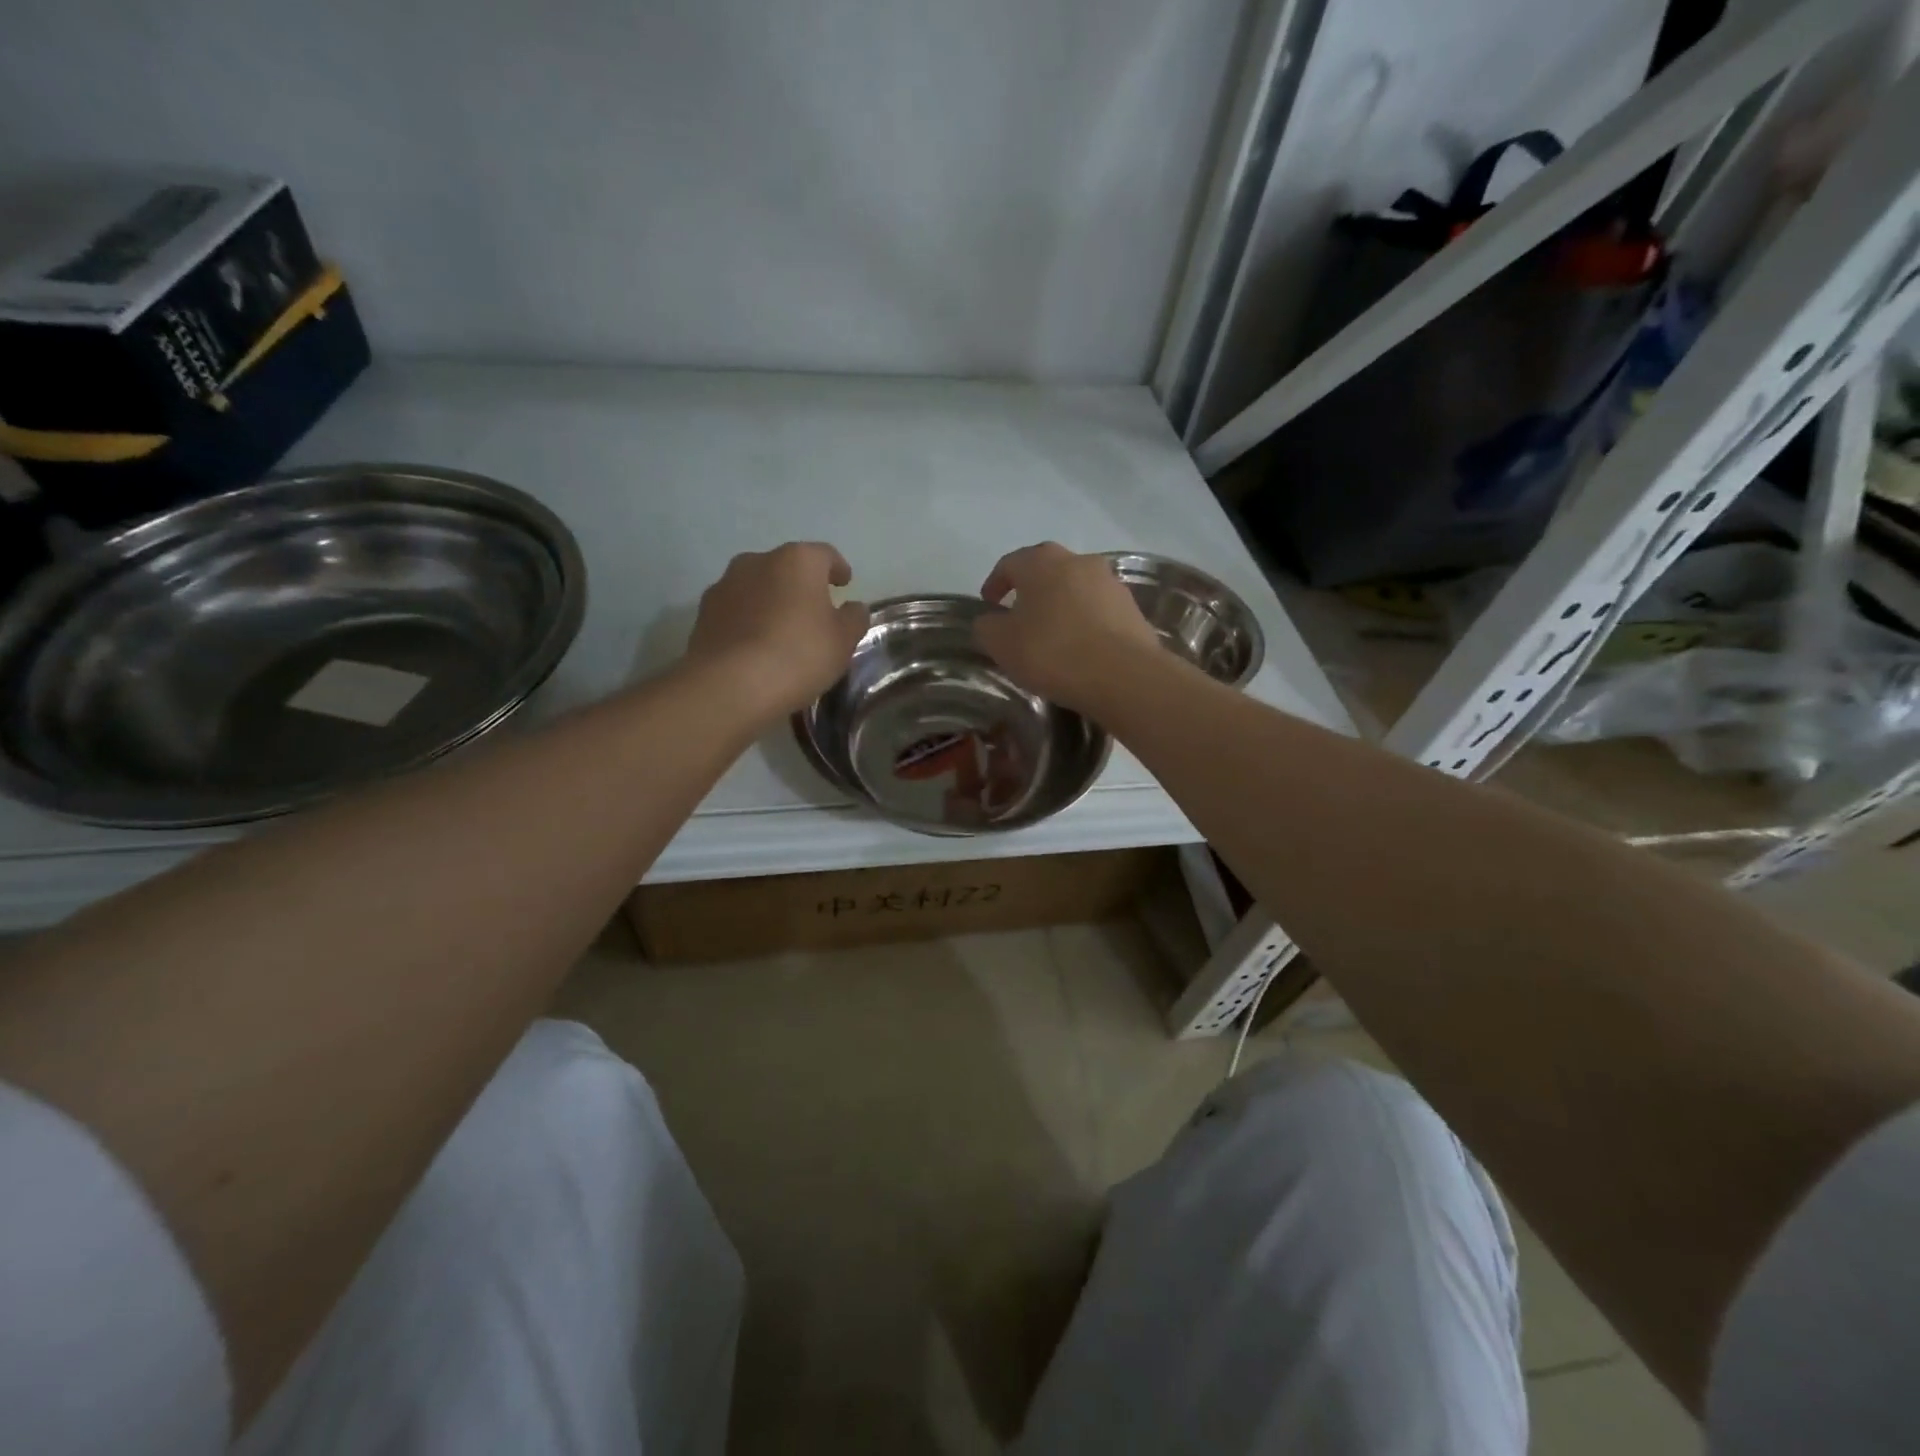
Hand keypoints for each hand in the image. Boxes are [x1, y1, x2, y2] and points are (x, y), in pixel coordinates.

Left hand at [686, 542, 869, 715]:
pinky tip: (755, 647)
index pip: (825, 555)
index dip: (838, 569)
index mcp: (798, 560)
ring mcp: (725, 584)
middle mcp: (758, 561)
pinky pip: (736, 611)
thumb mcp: (842, 642)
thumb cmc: (798, 655)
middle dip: (800, 586)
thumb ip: (853, 619)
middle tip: (813, 612)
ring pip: (757, 587)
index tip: (844, 584)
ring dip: (771, 602)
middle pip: (787, 568)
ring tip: (781, 632)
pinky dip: (748, 621)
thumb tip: (853, 608)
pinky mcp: (703, 613)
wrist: (730, 685)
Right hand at [974, 542, 1164, 712]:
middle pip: (1047, 570)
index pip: (1010, 563)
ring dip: (1061, 605)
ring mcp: (1110, 583)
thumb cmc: (1052, 652)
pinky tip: (1080, 647)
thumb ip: (987, 627)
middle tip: (1020, 616)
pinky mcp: (1132, 608)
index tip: (988, 605)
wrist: (1123, 676)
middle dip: (1031, 590)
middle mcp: (1078, 561)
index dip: (995, 583)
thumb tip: (990, 621)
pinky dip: (1085, 622)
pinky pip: (1099, 610)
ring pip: (1076, 588)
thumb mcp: (1001, 644)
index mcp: (1041, 562)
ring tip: (1052, 634)